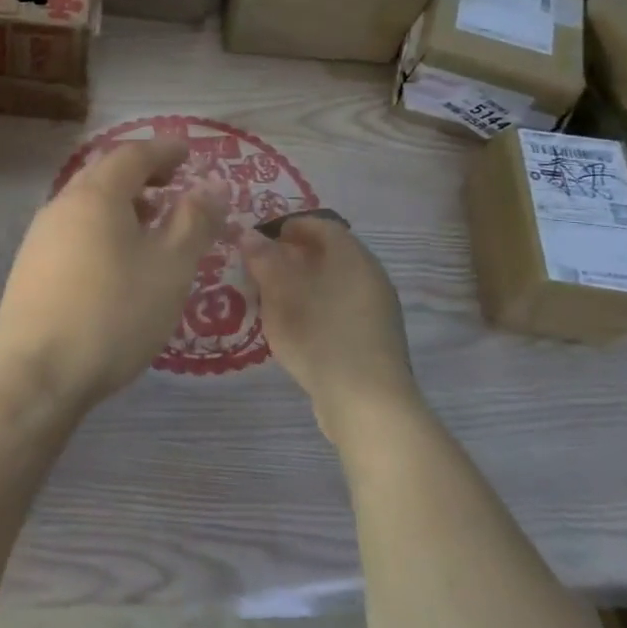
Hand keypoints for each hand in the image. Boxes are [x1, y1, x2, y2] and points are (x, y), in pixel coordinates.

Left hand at [0, 137, 228, 417]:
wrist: (35, 374)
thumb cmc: (113, 314)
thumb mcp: (170, 268)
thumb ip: (194, 222)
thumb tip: (211, 186)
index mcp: (96, 195)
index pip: (133, 154)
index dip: (164, 149)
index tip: (189, 152)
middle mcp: (61, 205)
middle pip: (105, 174)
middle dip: (142, 174)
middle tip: (173, 184)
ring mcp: (40, 237)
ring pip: (87, 204)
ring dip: (122, 204)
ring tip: (152, 225)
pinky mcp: (30, 268)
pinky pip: (75, 231)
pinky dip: (103, 229)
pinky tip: (117, 261)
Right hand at [239, 216, 417, 440]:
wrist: (367, 401)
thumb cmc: (320, 335)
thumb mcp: (280, 294)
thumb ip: (263, 260)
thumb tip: (249, 235)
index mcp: (352, 256)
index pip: (322, 225)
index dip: (290, 226)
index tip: (262, 240)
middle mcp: (370, 275)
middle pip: (330, 253)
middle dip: (294, 256)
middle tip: (262, 269)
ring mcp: (377, 308)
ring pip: (336, 281)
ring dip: (305, 283)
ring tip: (273, 299)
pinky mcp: (375, 338)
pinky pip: (342, 307)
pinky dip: (318, 306)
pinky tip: (298, 327)